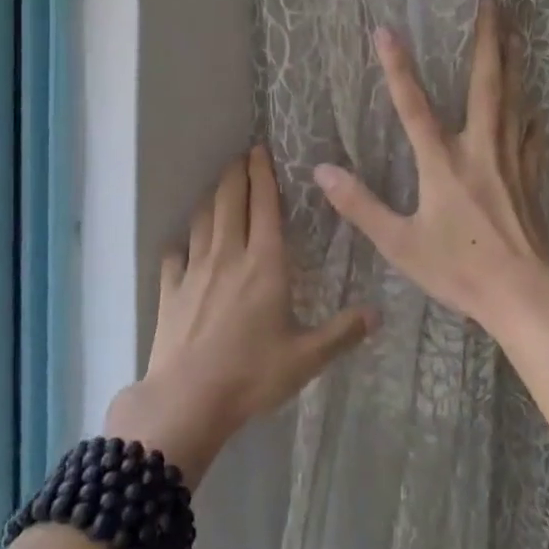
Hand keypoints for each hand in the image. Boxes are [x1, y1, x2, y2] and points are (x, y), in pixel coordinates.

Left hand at [106, 146, 376, 487]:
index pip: (263, 204)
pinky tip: (186, 247)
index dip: (262, 173)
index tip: (260, 148)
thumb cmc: (252, 374)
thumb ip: (342, 332)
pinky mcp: (169, 289)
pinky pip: (176, 255)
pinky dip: (183, 243)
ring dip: (211, 199)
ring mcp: (194, 269)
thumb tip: (378, 313)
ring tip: (218, 190)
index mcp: (264, 262)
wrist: (187, 400)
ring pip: (202, 219)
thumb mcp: (306, 357)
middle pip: (229, 199)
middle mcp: (228, 254)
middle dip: (235, 173)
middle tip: (241, 156)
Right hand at [313, 0, 548, 331]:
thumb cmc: (459, 269)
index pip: (414, 106)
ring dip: (513, 62)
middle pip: (485, 84)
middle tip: (491, 1)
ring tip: (515, 32)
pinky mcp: (531, 175)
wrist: (524, 293)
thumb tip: (321, 172)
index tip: (386, 30)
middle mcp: (480, 149)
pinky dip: (530, 109)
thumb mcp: (400, 243)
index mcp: (443, 163)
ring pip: (514, 99)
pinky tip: (534, 101)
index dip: (398, 67)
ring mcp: (511, 159)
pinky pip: (531, 131)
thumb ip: (360, 206)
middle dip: (487, 40)